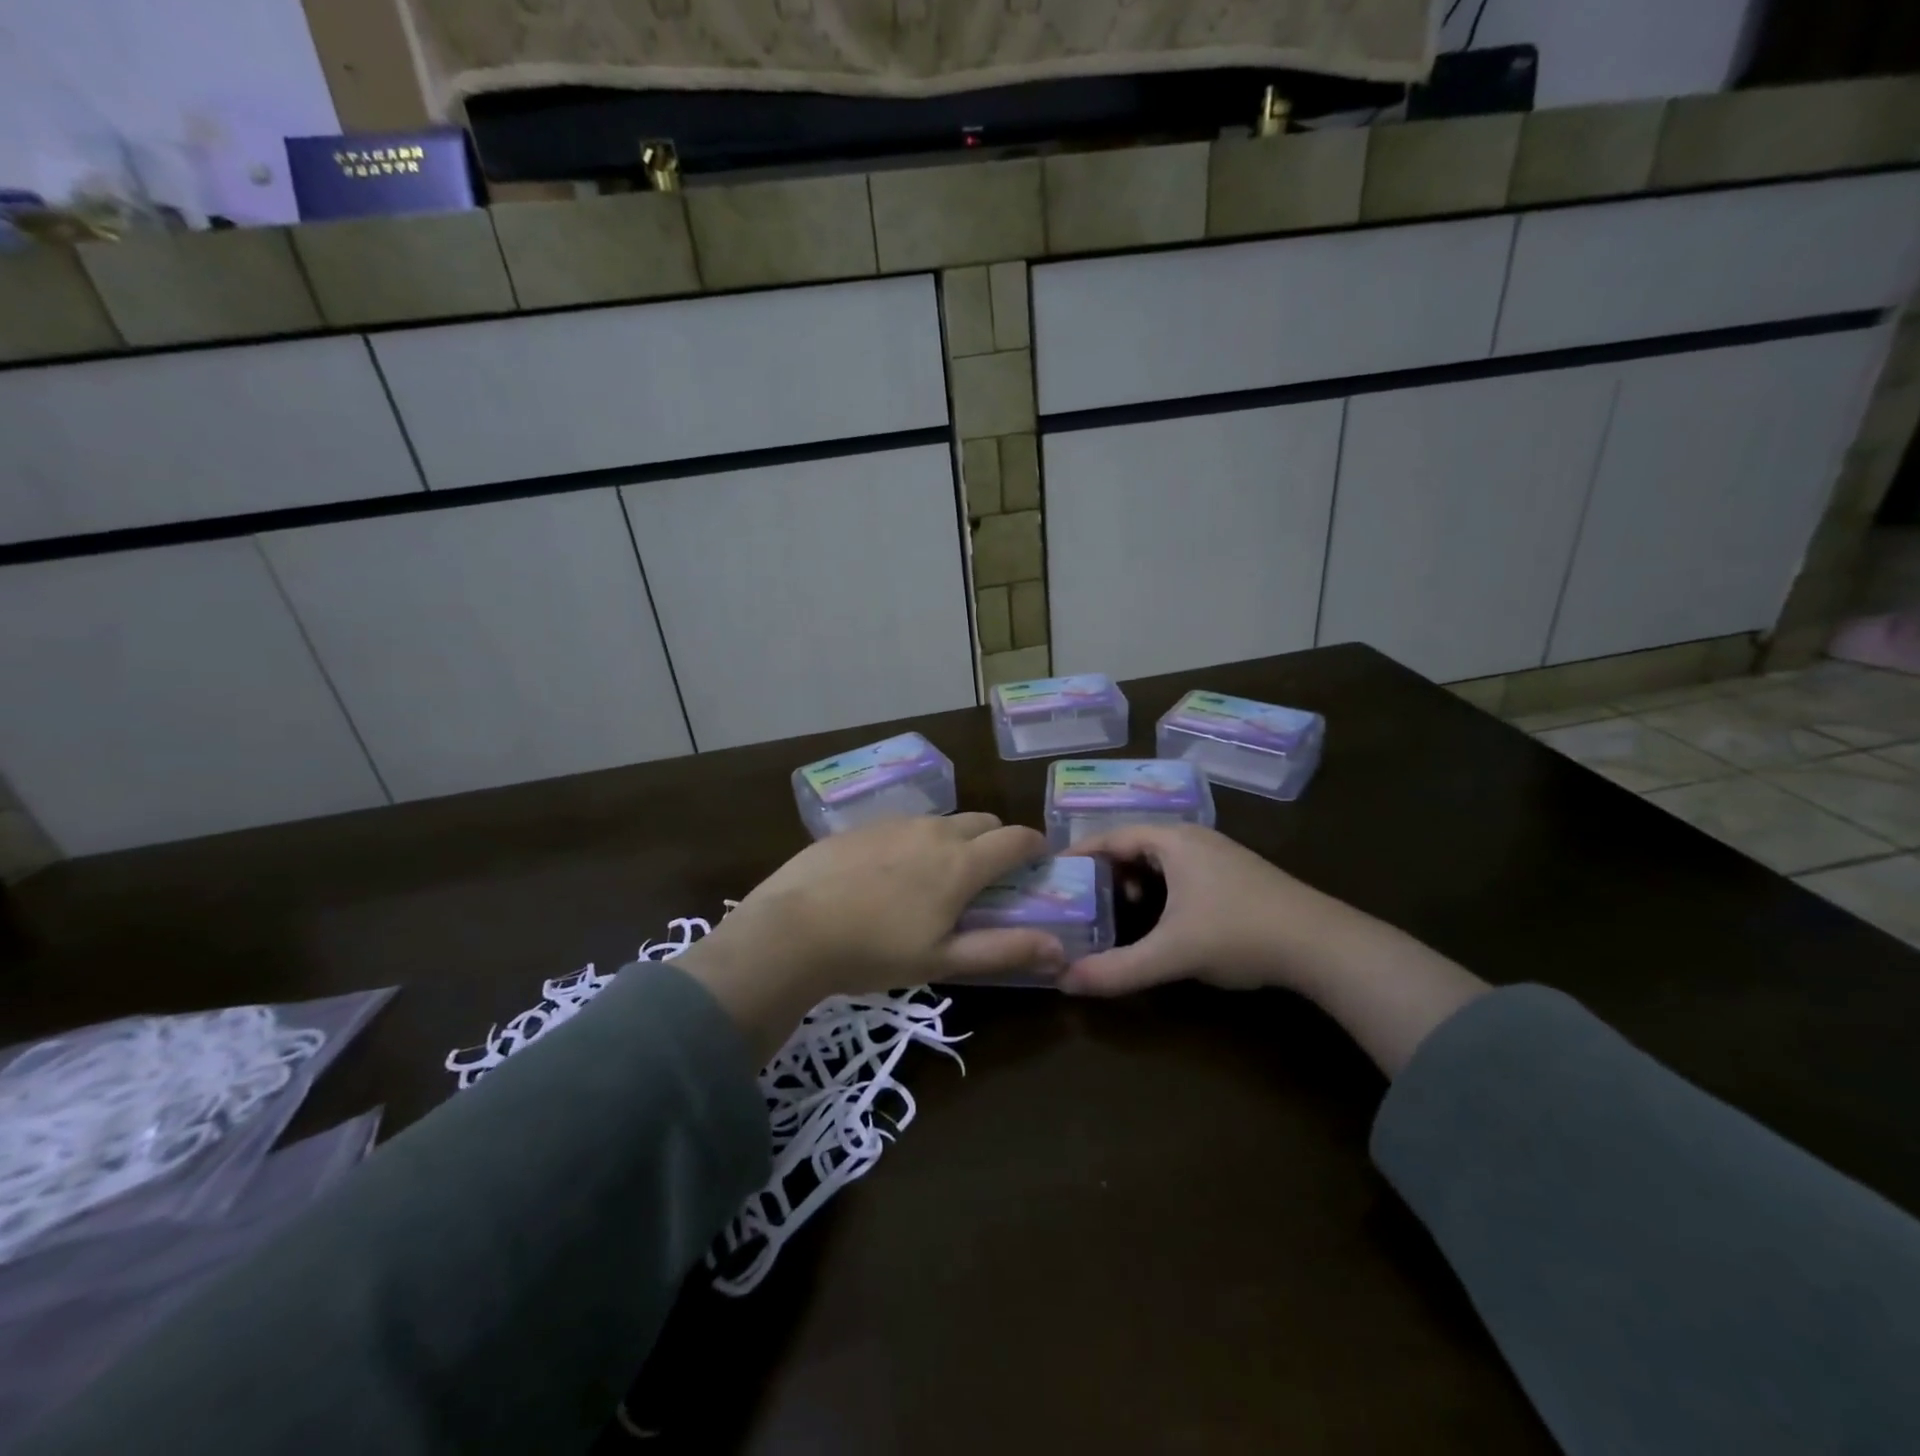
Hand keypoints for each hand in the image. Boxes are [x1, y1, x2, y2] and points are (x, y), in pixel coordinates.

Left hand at [679, 815, 1061, 1057]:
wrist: (793, 929)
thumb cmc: (874, 951)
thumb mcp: (943, 960)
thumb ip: (1005, 950)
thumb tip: (1059, 949)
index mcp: (962, 863)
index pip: (1016, 839)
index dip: (1035, 846)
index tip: (1038, 862)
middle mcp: (934, 831)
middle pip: (983, 822)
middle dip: (997, 841)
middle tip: (987, 877)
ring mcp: (895, 824)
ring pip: (942, 821)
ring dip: (955, 841)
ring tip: (936, 878)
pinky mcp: (862, 826)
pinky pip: (904, 825)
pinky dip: (915, 842)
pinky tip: (889, 874)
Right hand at [1062, 824, 1489, 1076]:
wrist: (1324, 945)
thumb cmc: (1239, 933)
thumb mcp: (1172, 954)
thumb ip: (1118, 969)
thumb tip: (1064, 983)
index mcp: (1173, 840)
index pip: (1112, 836)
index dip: (1080, 853)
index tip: (1053, 872)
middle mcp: (1193, 837)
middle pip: (1134, 844)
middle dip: (1106, 870)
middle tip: (1080, 897)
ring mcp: (1218, 854)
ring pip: (1160, 858)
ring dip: (1135, 880)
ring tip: (1119, 910)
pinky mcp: (1236, 874)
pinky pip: (1182, 870)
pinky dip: (1161, 887)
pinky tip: (1164, 918)